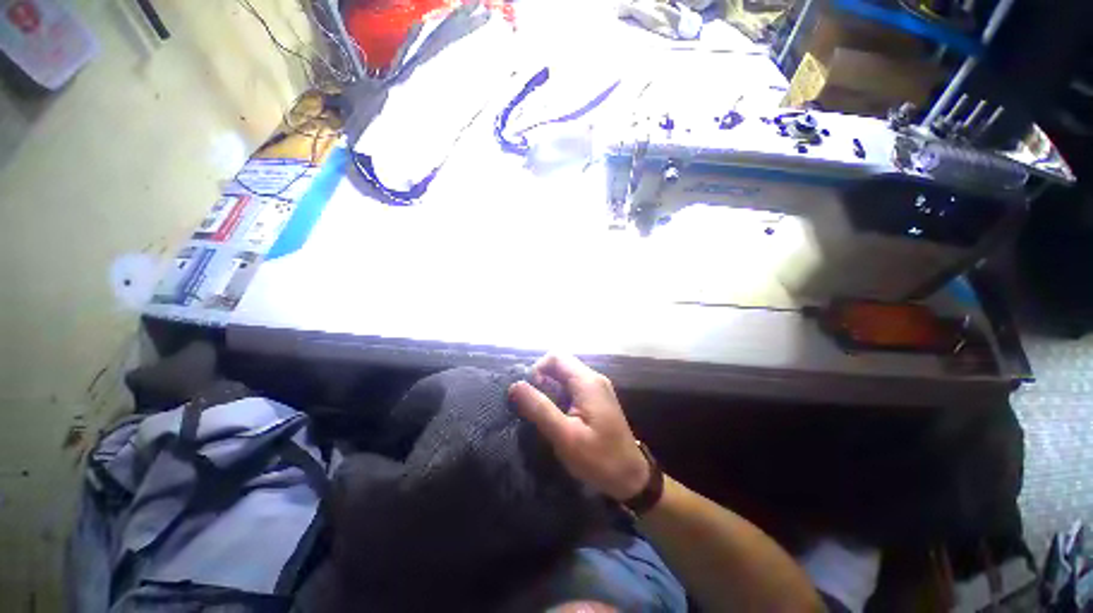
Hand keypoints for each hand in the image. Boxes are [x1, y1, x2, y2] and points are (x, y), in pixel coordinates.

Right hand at [509, 354, 649, 501]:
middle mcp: (593, 378)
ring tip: (544, 414)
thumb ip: (540, 408)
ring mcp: (597, 388)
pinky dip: (559, 396)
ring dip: (550, 389)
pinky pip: (572, 387)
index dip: (537, 369)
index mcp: (587, 381)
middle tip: (535, 407)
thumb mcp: (565, 436)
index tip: (530, 394)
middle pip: (560, 364)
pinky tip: (558, 417)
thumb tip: (515, 385)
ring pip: (565, 376)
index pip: (556, 356)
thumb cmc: (599, 458)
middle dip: (542, 380)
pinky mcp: (596, 398)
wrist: (631, 477)